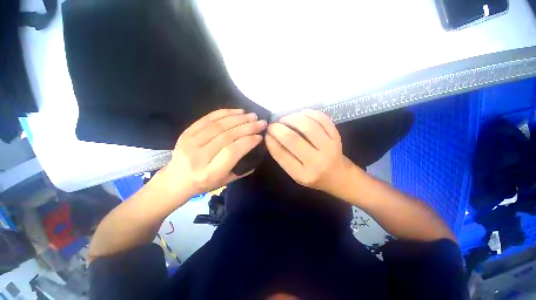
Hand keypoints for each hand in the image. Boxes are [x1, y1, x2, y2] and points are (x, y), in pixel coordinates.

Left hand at [161, 109, 266, 196]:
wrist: (177, 179)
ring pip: (218, 125)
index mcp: (210, 173)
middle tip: (260, 122)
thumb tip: (257, 149)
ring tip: (252, 116)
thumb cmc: (204, 183)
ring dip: (238, 118)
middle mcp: (198, 157)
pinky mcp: (186, 133)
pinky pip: (207, 119)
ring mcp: (190, 143)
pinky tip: (237, 111)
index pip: (232, 151)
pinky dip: (224, 113)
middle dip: (247, 127)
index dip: (248, 141)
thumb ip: (242, 168)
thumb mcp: (226, 181)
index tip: (260, 136)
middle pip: (226, 136)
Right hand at [265, 110, 352, 195]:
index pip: (281, 153)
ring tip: (286, 119)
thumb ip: (282, 156)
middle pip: (292, 138)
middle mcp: (317, 162)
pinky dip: (309, 113)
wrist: (338, 176)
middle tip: (274, 124)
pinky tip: (301, 115)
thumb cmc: (313, 176)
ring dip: (292, 118)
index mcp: (302, 174)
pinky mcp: (337, 137)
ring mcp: (329, 148)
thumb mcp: (294, 173)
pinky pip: (322, 119)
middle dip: (278, 128)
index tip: (267, 132)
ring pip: (307, 126)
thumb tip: (270, 136)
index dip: (271, 140)